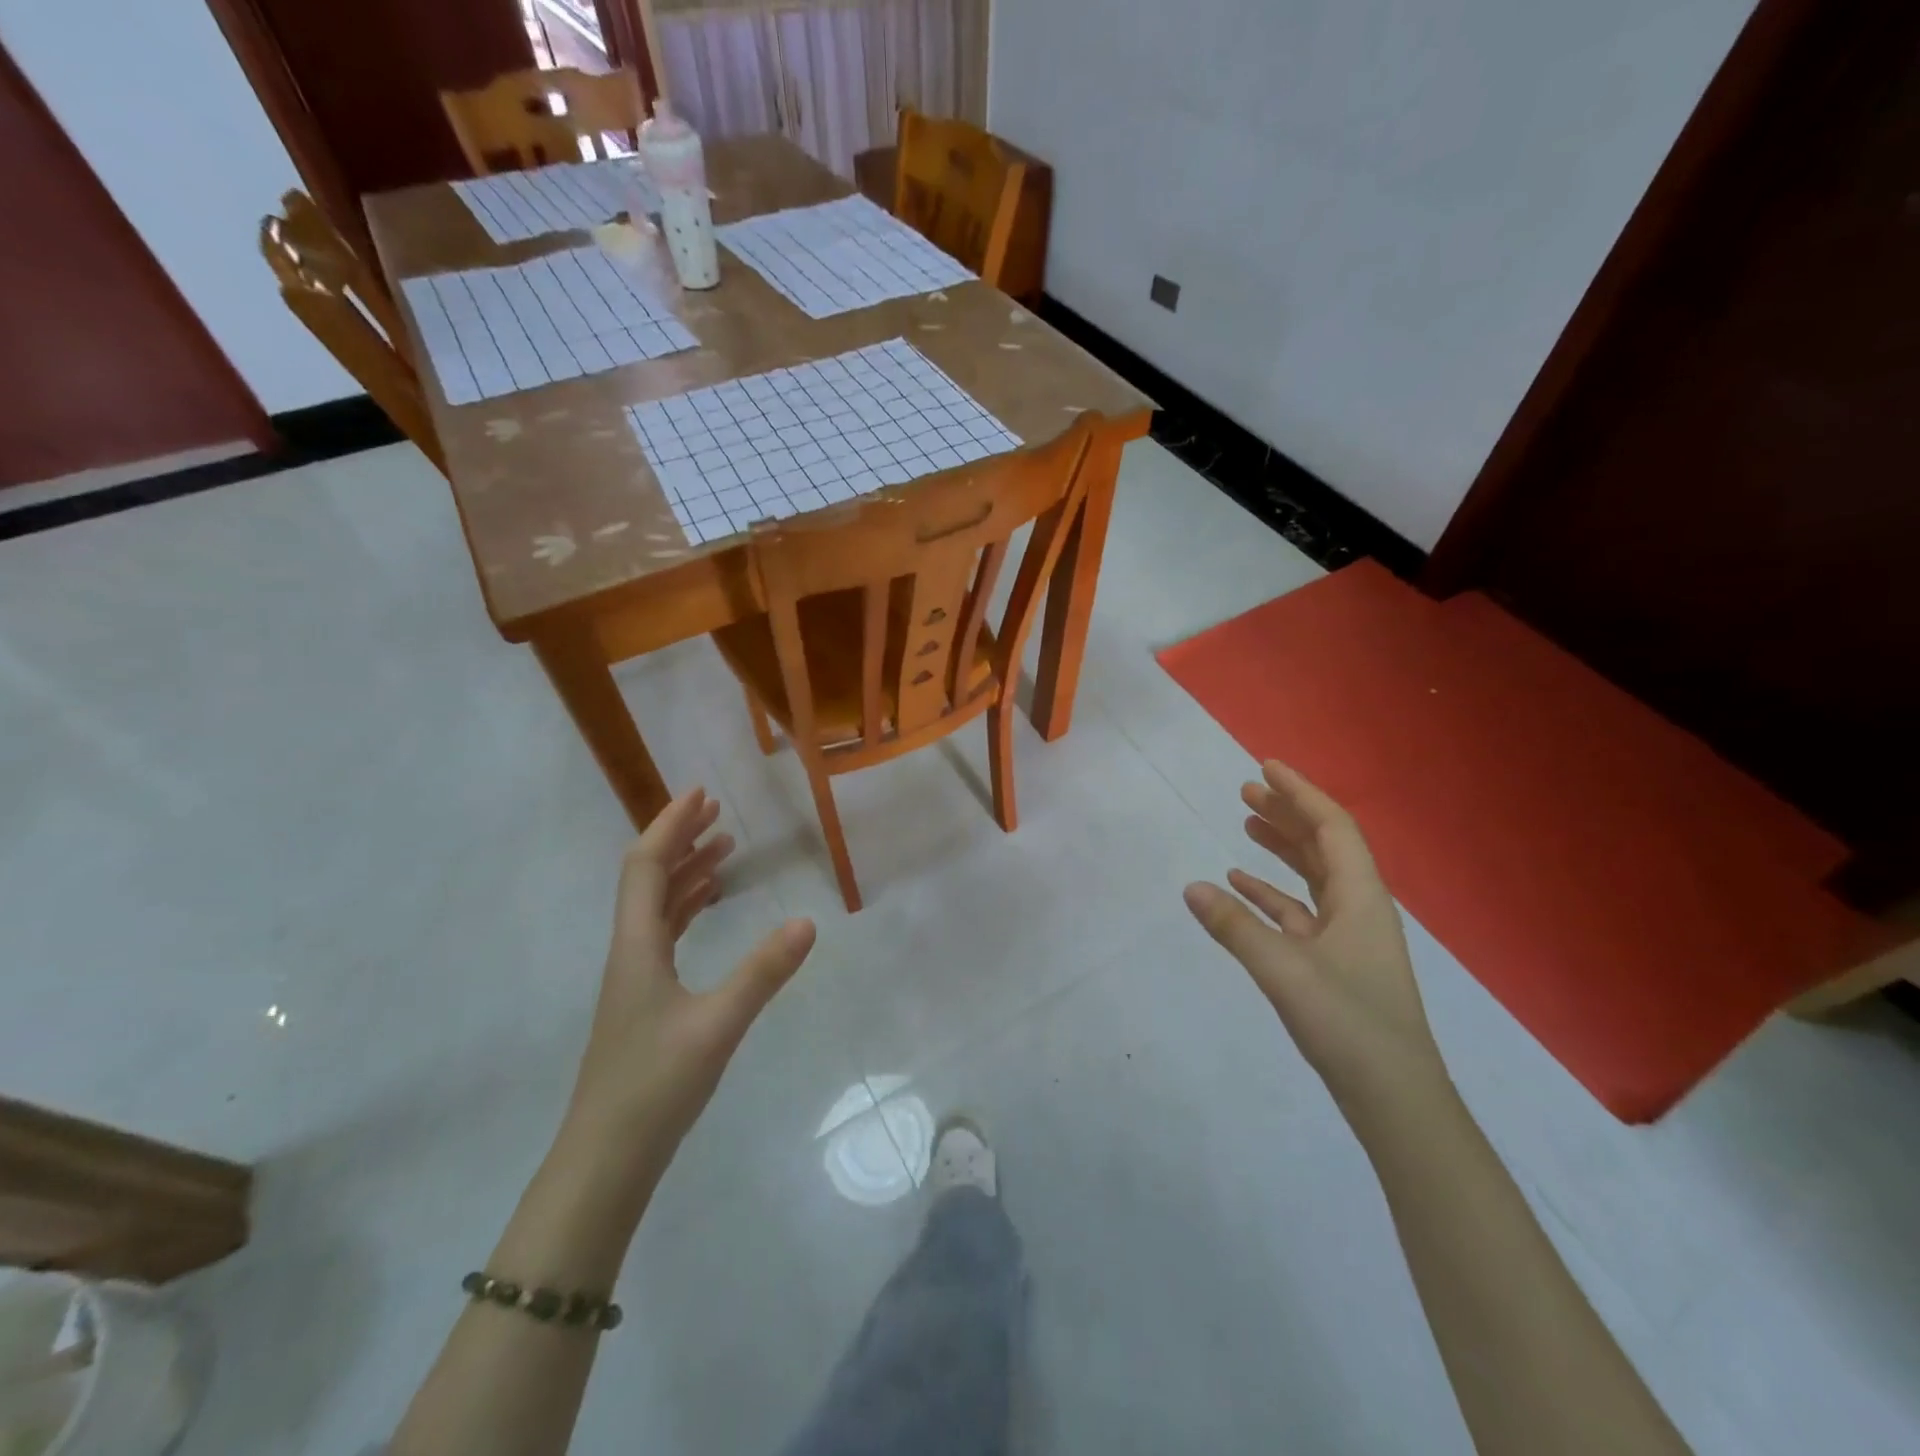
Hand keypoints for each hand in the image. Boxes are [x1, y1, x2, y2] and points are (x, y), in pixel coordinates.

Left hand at [568, 788, 816, 1150]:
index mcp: (637, 946)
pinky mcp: (644, 1002)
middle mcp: (630, 952)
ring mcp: (634, 978)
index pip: (647, 866)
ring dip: (686, 873)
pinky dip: (687, 909)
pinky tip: (709, 912)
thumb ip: (763, 972)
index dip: (670, 825)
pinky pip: (664, 935)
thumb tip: (808, 923)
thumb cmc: (655, 1086)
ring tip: (723, 852)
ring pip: (656, 908)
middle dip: (680, 840)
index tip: (701, 794)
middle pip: (648, 879)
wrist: (605, 1161)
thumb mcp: (718, 1025)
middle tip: (718, 814)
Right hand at [1183, 760, 1449, 1123]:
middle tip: (1246, 789)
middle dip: (1286, 813)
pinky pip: (1299, 912)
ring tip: (1244, 824)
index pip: (1331, 826)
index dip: (1299, 793)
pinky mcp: (1334, 964)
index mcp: (1361, 897)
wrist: (1395, 1099)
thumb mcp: (1284, 970)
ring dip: (1280, 848)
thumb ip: (1235, 927)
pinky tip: (1240, 887)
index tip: (1265, 766)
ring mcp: (1348, 937)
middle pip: (1323, 845)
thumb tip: (1191, 887)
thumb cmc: (1349, 1024)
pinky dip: (1271, 893)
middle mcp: (1359, 907)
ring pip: (1312, 876)